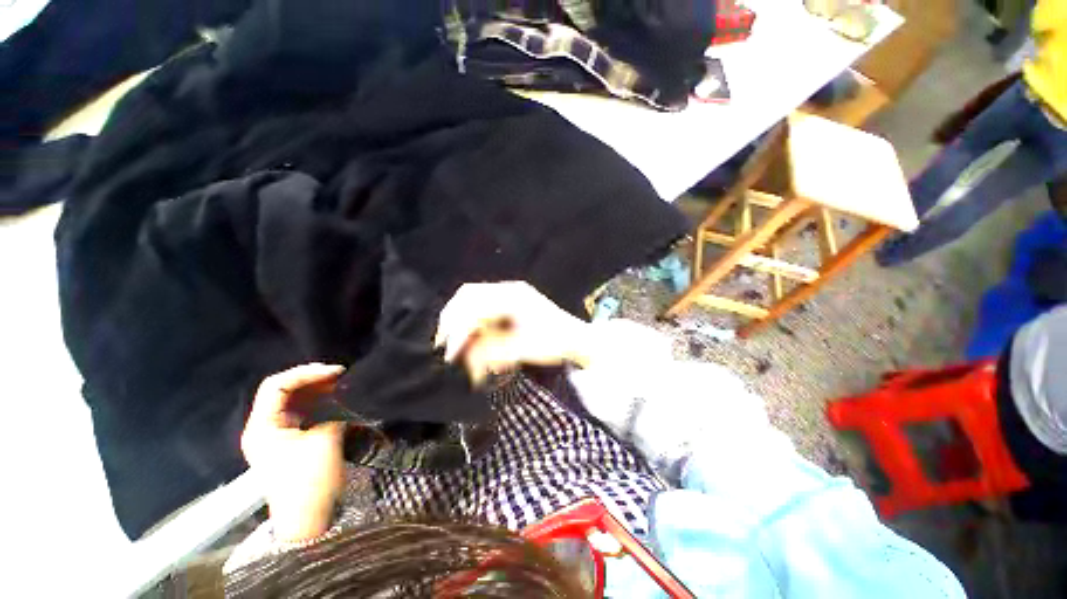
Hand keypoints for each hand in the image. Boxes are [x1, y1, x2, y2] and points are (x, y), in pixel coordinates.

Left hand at [241, 363, 346, 542]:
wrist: (308, 519)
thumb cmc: (310, 481)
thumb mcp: (325, 441)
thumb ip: (333, 411)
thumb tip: (343, 397)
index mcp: (262, 427)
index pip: (276, 386)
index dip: (306, 373)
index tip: (336, 372)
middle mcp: (263, 426)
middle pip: (283, 390)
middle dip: (312, 378)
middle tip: (341, 375)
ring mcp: (275, 434)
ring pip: (293, 399)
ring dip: (317, 388)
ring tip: (341, 383)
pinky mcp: (289, 439)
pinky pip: (301, 411)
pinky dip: (318, 401)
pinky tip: (335, 397)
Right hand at [435, 281, 593, 384]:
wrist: (578, 339)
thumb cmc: (556, 342)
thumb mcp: (523, 348)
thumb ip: (491, 351)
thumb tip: (463, 355)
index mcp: (513, 296)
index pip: (473, 304)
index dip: (458, 328)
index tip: (451, 354)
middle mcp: (508, 291)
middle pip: (468, 297)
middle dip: (453, 322)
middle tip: (445, 347)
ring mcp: (509, 297)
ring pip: (473, 305)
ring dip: (464, 328)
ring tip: (463, 352)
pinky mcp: (509, 307)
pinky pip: (484, 313)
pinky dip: (476, 330)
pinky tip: (480, 348)